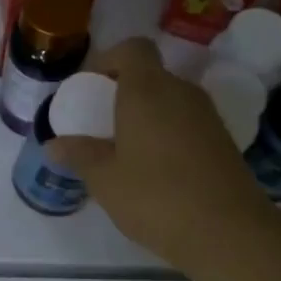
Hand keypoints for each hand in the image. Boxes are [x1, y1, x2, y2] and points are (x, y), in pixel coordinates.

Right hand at [45, 38, 277, 270]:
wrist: (227, 232)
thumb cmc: (155, 197)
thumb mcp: (105, 179)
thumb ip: (79, 155)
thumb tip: (53, 144)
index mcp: (148, 90)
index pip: (133, 48)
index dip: (109, 60)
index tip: (91, 88)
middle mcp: (181, 92)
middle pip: (151, 76)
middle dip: (124, 93)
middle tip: (102, 125)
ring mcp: (207, 116)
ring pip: (170, 101)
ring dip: (147, 116)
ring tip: (125, 151)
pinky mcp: (223, 141)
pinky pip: (187, 124)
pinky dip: (168, 135)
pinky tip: (155, 170)